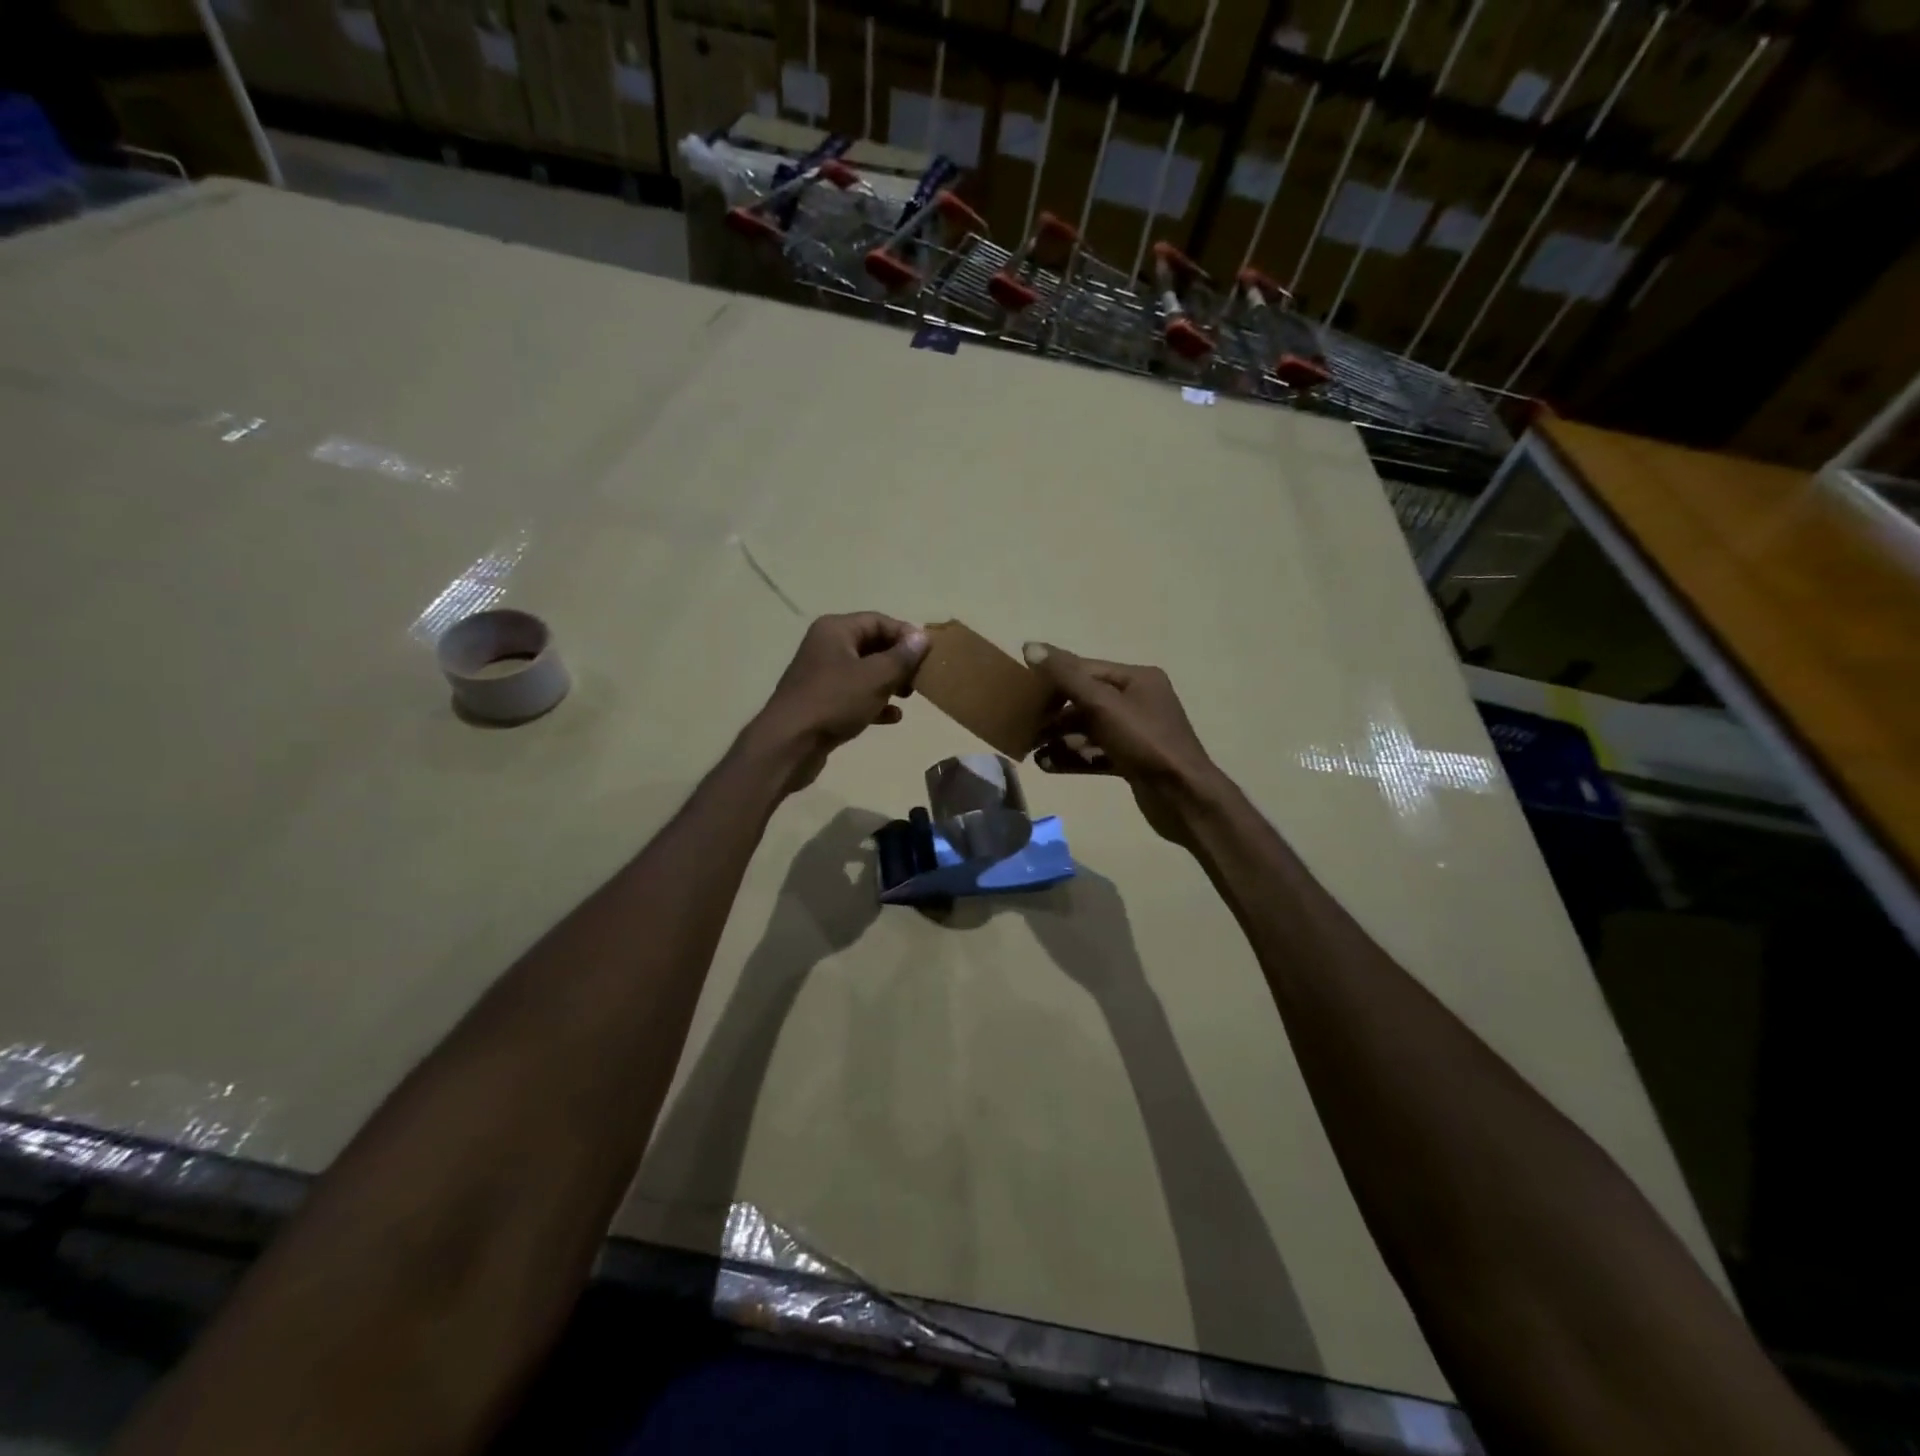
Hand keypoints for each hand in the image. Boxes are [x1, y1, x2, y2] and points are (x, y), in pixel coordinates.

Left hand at [745, 613, 928, 794]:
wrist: (789, 744)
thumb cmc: (834, 702)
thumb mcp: (875, 677)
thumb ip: (902, 656)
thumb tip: (922, 636)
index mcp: (835, 630)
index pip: (878, 621)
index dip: (905, 635)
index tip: (928, 655)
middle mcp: (826, 647)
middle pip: (872, 645)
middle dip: (899, 661)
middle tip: (921, 678)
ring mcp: (822, 676)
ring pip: (865, 672)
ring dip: (889, 682)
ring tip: (910, 696)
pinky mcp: (822, 702)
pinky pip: (855, 695)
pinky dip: (874, 702)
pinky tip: (893, 717)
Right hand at [1021, 642, 1223, 845]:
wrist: (1183, 797)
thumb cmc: (1144, 742)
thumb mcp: (1102, 704)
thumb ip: (1066, 676)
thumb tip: (1030, 646)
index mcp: (1137, 679)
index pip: (1085, 669)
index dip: (1053, 677)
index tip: (1022, 691)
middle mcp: (1139, 700)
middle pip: (1086, 700)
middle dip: (1054, 715)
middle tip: (1025, 728)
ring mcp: (1136, 733)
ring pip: (1089, 729)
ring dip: (1060, 739)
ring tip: (1032, 751)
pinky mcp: (1132, 761)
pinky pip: (1096, 752)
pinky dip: (1074, 757)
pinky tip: (1048, 765)